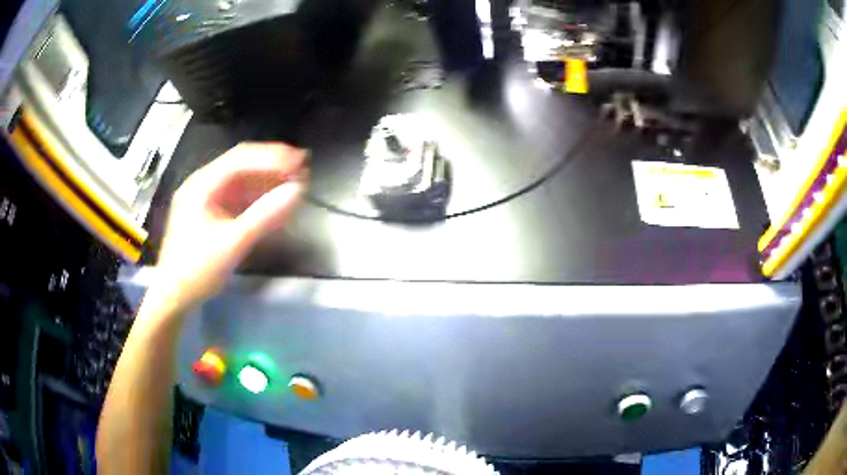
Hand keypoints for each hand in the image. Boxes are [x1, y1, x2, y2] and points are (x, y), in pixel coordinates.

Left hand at [150, 143, 305, 314]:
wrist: (175, 297)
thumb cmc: (197, 270)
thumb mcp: (232, 244)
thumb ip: (264, 216)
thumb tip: (297, 191)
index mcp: (201, 185)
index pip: (241, 158)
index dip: (273, 157)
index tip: (300, 162)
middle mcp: (204, 184)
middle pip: (243, 165)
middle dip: (273, 165)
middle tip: (302, 168)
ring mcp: (208, 198)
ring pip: (244, 181)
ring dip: (269, 181)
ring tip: (296, 183)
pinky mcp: (213, 213)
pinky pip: (240, 198)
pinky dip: (260, 198)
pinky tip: (277, 202)